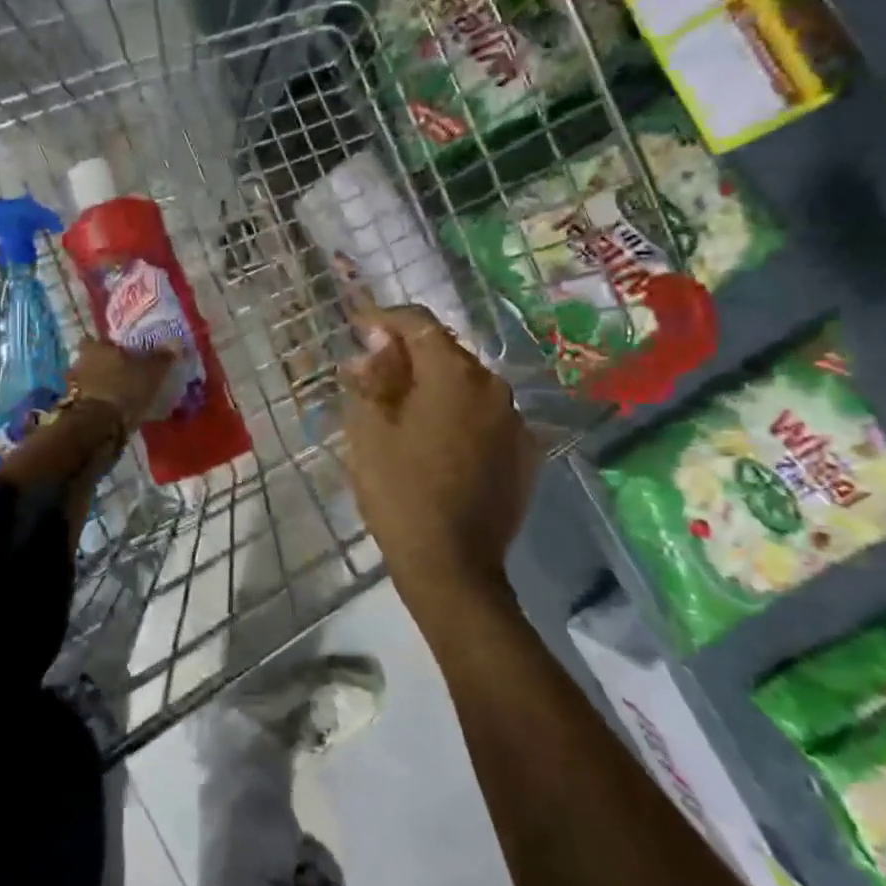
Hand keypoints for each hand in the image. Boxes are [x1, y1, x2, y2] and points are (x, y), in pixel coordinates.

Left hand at [68, 338, 174, 431]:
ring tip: (121, 394)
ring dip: (101, 386)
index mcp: (95, 347)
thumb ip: (162, 358)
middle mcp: (79, 363)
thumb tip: (174, 343)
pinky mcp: (74, 409)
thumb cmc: (124, 388)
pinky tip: (114, 410)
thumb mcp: (151, 372)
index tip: (123, 353)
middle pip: (93, 361)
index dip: (109, 346)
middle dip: (106, 367)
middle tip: (125, 374)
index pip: (97, 339)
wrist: (98, 426)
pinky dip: (99, 404)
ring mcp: (73, 387)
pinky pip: (88, 400)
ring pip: (90, 381)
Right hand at [340, 305, 542, 614]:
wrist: (453, 567)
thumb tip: (377, 346)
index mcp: (454, 375)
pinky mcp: (526, 453)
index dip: (385, 318)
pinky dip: (459, 414)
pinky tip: (438, 438)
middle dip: (408, 352)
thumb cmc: (399, 493)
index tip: (359, 324)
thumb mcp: (369, 431)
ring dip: (435, 384)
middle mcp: (494, 387)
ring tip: (403, 405)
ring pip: (468, 385)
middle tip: (374, 368)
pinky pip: (486, 416)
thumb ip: (373, 378)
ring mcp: (516, 421)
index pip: (419, 324)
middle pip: (446, 352)